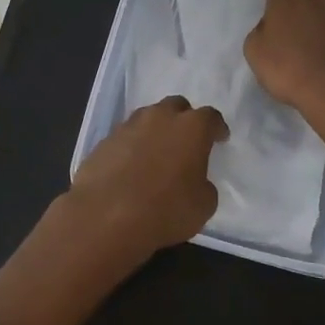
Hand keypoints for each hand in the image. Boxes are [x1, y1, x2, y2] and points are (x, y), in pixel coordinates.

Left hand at [65, 96, 225, 267]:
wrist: (105, 218)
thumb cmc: (165, 211)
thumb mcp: (203, 206)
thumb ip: (204, 184)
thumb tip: (195, 180)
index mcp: (191, 128)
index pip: (211, 117)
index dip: (217, 128)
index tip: (220, 139)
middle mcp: (160, 117)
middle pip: (177, 106)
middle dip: (184, 119)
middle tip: (186, 141)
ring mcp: (129, 125)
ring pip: (148, 117)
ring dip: (156, 130)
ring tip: (157, 153)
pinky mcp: (105, 140)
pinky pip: (126, 136)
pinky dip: (133, 146)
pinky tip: (132, 166)